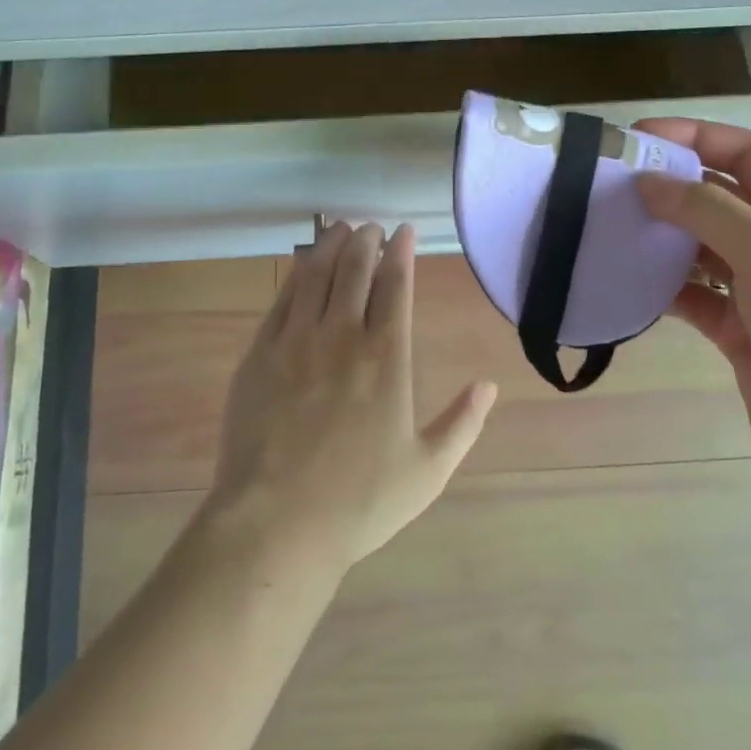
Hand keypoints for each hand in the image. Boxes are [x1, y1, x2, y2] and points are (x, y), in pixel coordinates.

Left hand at [202, 222, 497, 574]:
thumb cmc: (359, 502)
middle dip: (366, 241)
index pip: (396, 286)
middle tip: (372, 226)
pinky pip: (282, 300)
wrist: (276, 523)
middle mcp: (342, 335)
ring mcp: (296, 341)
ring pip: (316, 275)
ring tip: (340, 228)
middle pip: (355, 270)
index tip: (404, 231)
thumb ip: (462, 424)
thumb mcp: (427, 471)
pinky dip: (297, 274)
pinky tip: (303, 265)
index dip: (401, 253)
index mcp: (386, 357)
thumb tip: (490, 385)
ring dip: (331, 246)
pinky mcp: (260, 354)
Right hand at [634, 120, 750, 516]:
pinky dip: (659, 284)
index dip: (689, 137)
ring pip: (697, 243)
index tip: (632, 139)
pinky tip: (623, 278)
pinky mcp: (737, 325)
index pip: (741, 151)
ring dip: (657, 234)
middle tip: (605, 185)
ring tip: (604, 227)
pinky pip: (690, 291)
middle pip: (715, 194)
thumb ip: (707, 210)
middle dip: (664, 186)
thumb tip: (647, 184)